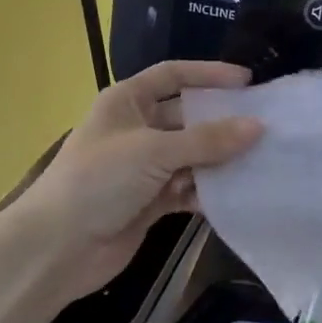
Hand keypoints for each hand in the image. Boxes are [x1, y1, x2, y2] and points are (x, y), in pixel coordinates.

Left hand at [11, 61, 262, 299]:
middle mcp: (136, 129)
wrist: (57, 248)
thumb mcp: (154, 151)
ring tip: (260, 159)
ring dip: (219, 159)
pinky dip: (207, 191)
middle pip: (187, 117)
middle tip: (265, 125)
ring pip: (191, 155)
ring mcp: (143, 167)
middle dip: (222, 122)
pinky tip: (236, 194)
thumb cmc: (99, 181)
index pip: (173, 75)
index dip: (208, 74)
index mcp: (126, 102)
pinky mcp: (150, 201)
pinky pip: (187, 188)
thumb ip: (208, 140)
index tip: (247, 81)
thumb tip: (258, 127)